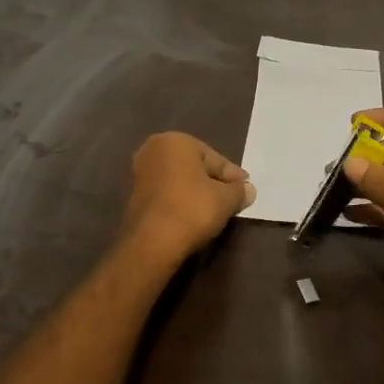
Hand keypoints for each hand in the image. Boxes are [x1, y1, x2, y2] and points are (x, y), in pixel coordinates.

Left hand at [119, 132, 255, 263]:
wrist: (152, 243)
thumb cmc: (192, 209)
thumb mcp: (226, 199)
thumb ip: (239, 191)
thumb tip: (248, 190)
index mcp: (176, 141)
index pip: (214, 158)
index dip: (232, 176)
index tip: (246, 189)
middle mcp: (154, 150)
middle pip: (196, 167)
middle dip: (214, 182)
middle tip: (233, 198)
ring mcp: (141, 173)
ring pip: (180, 180)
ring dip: (197, 192)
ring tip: (216, 210)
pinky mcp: (134, 196)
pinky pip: (167, 194)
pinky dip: (181, 201)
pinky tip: (194, 216)